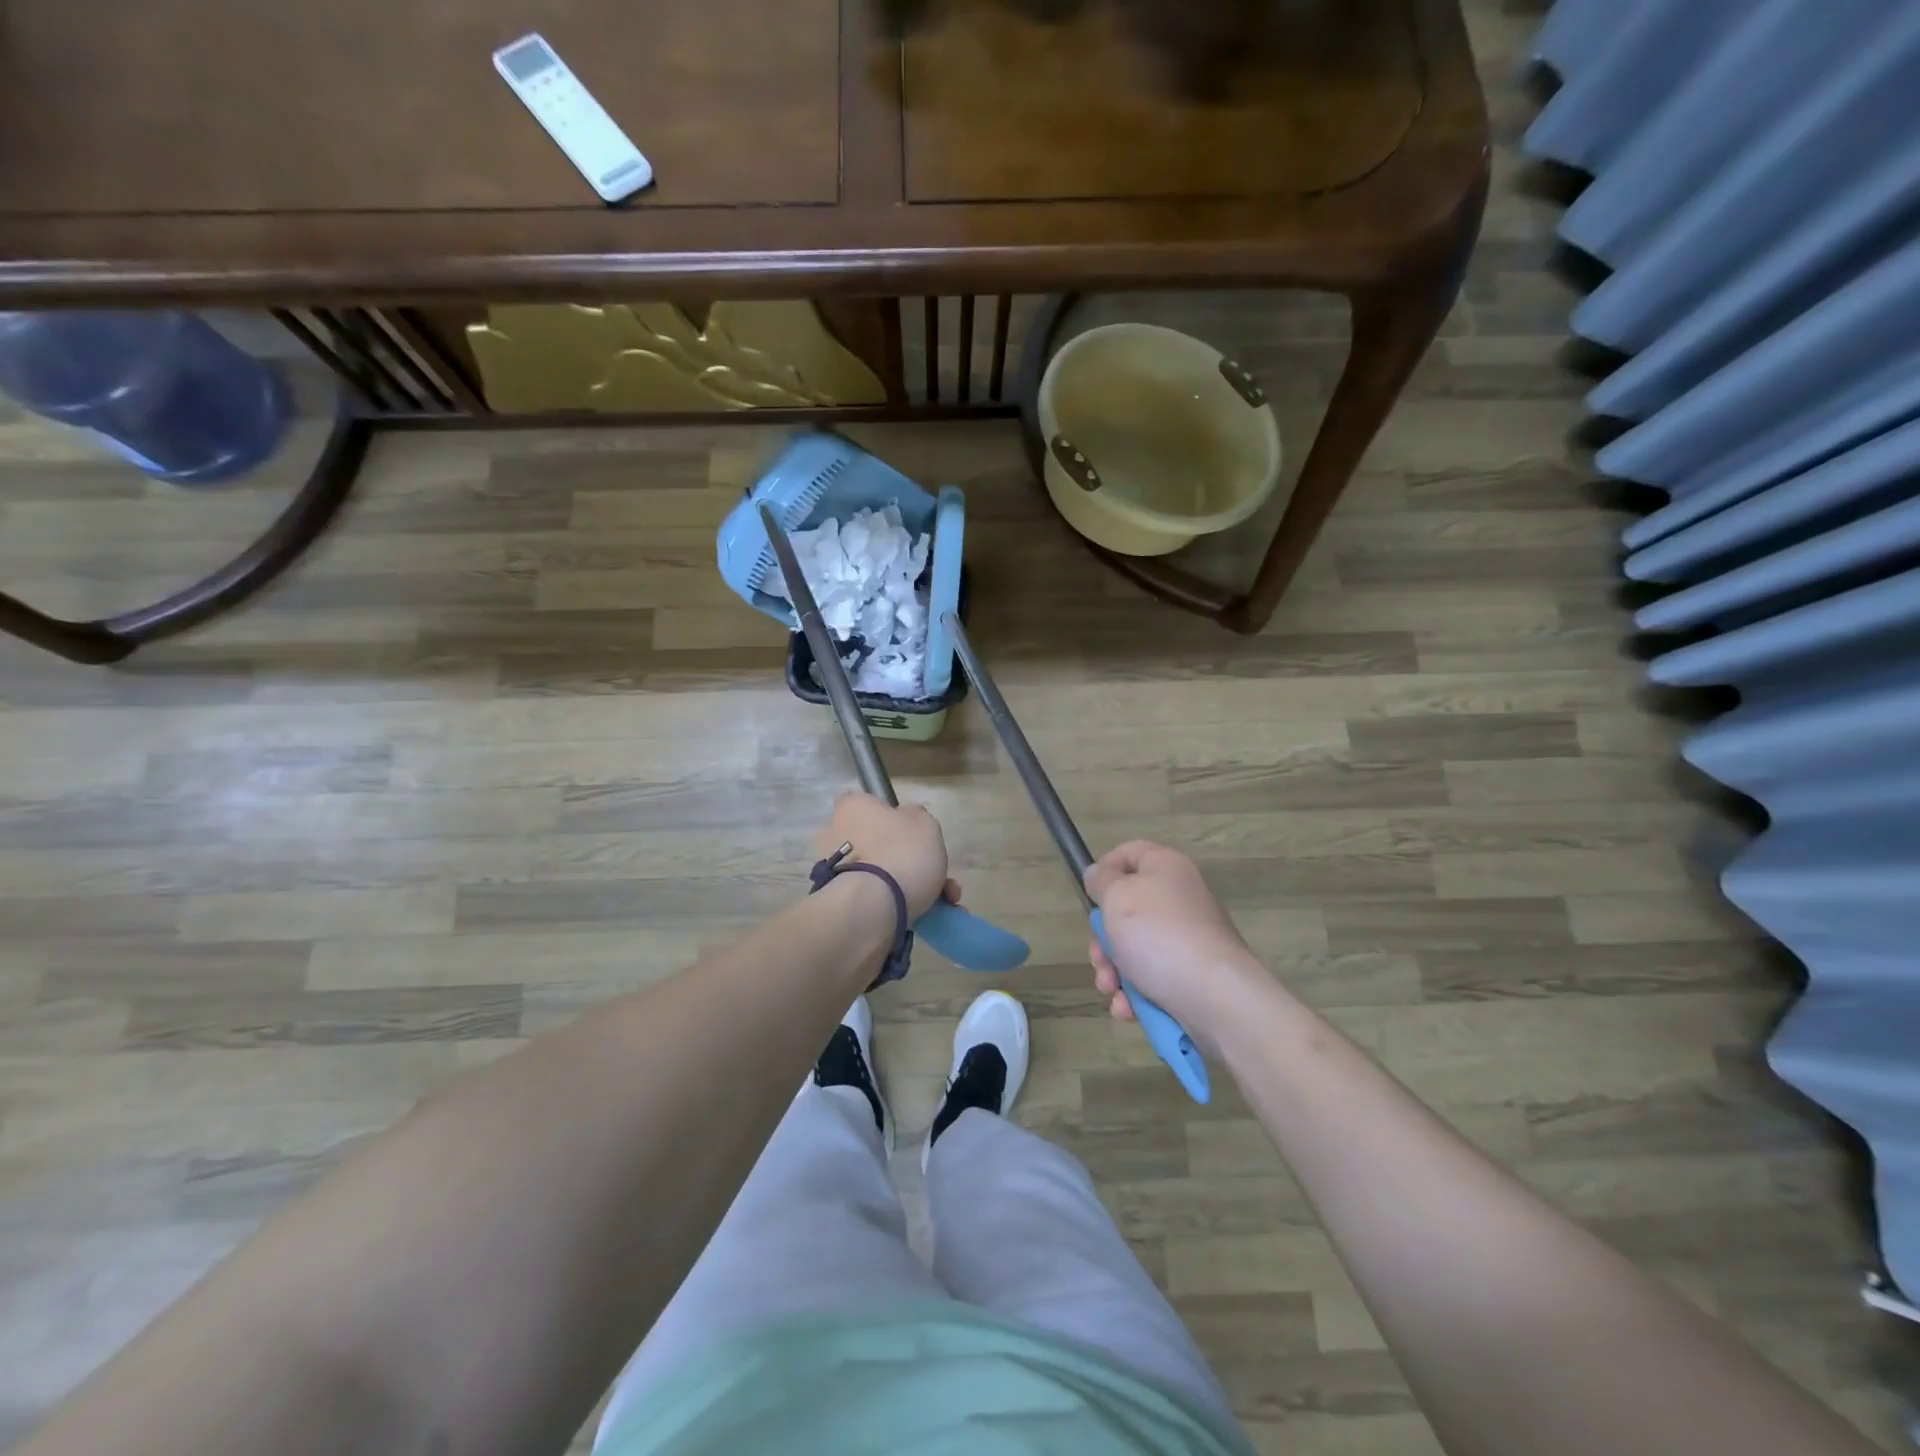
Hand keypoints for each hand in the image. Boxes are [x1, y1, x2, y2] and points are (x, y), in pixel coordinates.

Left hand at [816, 792, 955, 919]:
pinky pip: (875, 900)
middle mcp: (835, 836)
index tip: (913, 833)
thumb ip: (916, 818)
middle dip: (909, 860)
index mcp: (851, 808)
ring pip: (880, 875)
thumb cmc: (900, 853)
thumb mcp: (924, 823)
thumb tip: (907, 822)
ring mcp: (834, 872)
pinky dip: (899, 907)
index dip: (892, 817)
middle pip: (878, 844)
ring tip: (943, 904)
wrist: (872, 909)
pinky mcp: (841, 903)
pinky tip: (927, 917)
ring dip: (910, 887)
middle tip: (938, 876)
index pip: (868, 803)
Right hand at [1084, 840, 1262, 1038]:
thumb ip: (1101, 881)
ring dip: (1114, 971)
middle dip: (1103, 938)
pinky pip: (1153, 977)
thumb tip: (1098, 874)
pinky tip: (1127, 1008)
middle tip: (1099, 957)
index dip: (1104, 868)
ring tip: (1111, 989)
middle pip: (1127, 909)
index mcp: (1166, 868)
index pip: (1130, 852)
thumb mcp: (1117, 898)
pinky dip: (1135, 993)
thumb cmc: (1159, 935)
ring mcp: (1188, 939)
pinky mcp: (1192, 975)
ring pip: (1135, 948)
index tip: (1089, 894)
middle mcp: (1180, 898)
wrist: (1216, 998)